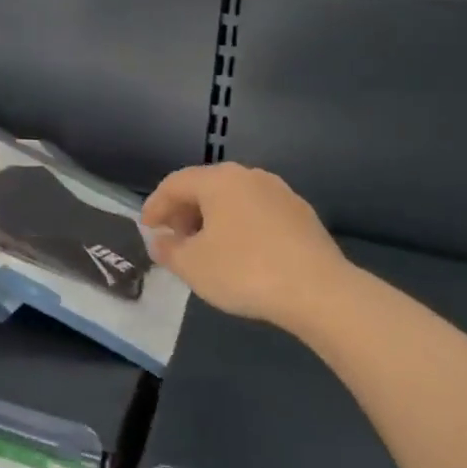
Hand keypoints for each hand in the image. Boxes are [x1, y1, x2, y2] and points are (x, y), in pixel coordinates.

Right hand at [141, 162, 350, 327]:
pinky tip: (241, 254)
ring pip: (234, 199)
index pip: (175, 184)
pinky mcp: (302, 215)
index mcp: (218, 180)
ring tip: (206, 248)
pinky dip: (240, 226)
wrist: (320, 291)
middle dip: (184, 212)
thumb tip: (159, 241)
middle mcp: (249, 176)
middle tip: (174, 239)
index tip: (146, 229)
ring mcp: (280, 193)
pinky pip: (258, 213)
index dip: (155, 206)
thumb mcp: (192, 266)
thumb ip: (168, 250)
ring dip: (212, 219)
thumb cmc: (245, 271)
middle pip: (205, 187)